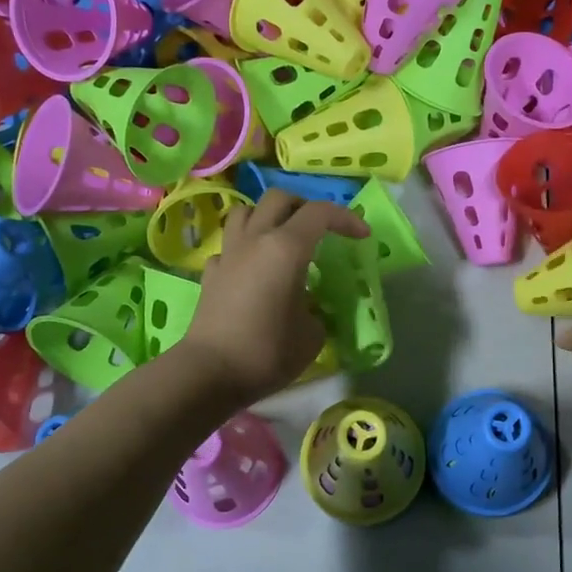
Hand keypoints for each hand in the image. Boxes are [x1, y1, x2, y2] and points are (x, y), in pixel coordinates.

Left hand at [179, 189, 368, 402]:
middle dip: (305, 207)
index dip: (346, 218)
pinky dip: (245, 249)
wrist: (210, 372)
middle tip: (321, 231)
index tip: (362, 236)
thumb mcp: (313, 334)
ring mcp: (228, 254)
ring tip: (284, 239)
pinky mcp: (210, 274)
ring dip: (269, 217)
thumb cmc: (268, 352)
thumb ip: (317, 310)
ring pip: (246, 212)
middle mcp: (255, 240)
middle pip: (279, 199)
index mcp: (286, 248)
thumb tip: (309, 306)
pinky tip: (254, 270)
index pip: (320, 213)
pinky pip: (230, 246)